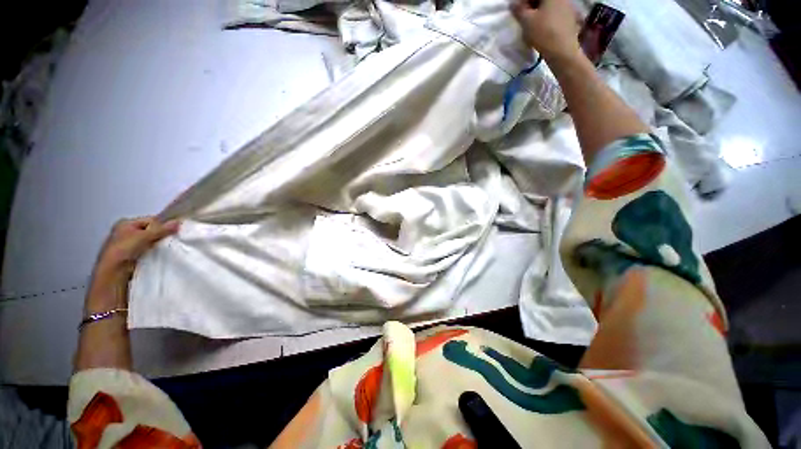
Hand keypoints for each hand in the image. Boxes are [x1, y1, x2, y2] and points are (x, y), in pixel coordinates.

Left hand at [90, 217, 178, 295]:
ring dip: (160, 244)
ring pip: (151, 241)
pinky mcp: (133, 256)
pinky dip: (157, 252)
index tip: (177, 230)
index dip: (164, 225)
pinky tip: (164, 254)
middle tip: (177, 239)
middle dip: (163, 235)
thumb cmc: (123, 250)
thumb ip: (161, 229)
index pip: (151, 220)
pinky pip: (149, 250)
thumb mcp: (143, 237)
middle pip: (151, 231)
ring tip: (172, 247)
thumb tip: (179, 222)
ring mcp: (128, 245)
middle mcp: (126, 232)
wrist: (112, 273)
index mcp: (125, 223)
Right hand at [512, 0, 582, 61]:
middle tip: (524, 16)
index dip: (523, 2)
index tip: (517, 11)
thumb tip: (513, 3)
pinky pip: (556, 13)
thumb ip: (519, 10)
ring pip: (550, 6)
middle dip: (532, 6)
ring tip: (533, 24)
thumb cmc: (543, 33)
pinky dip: (548, 18)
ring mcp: (568, 6)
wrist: (562, 50)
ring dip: (540, 12)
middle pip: (543, 0)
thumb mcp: (526, 21)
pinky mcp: (571, 18)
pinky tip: (543, 28)